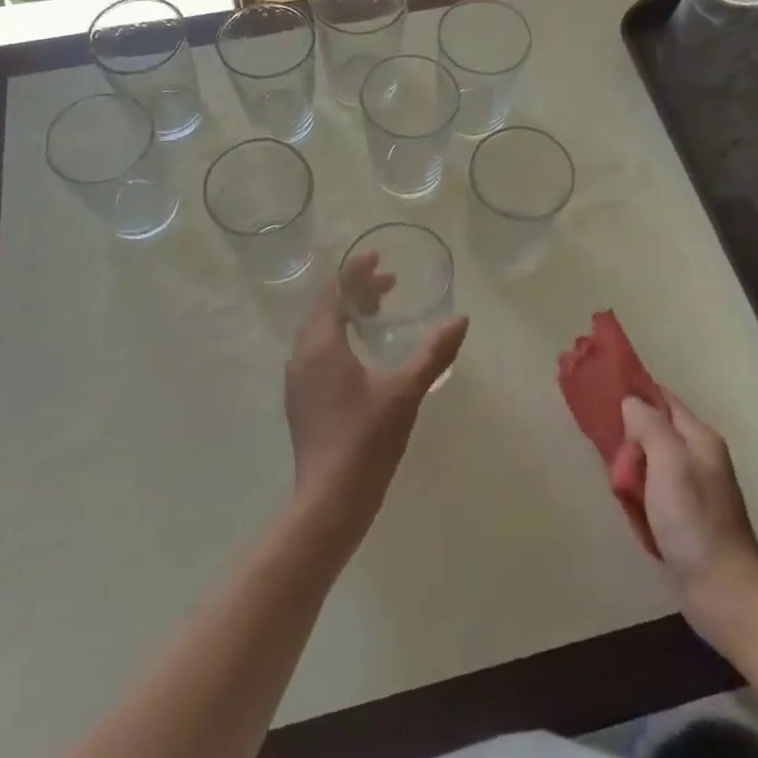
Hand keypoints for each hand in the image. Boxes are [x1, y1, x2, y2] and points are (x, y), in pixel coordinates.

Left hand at [285, 252, 467, 541]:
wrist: (330, 499)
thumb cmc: (367, 439)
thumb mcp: (406, 391)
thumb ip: (434, 352)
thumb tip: (461, 319)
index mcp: (321, 344)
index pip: (335, 291)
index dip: (356, 271)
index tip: (379, 258)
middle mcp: (302, 354)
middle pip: (326, 307)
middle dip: (355, 290)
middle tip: (389, 284)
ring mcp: (297, 378)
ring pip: (320, 330)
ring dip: (347, 313)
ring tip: (378, 312)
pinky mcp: (301, 398)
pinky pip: (317, 350)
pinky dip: (339, 336)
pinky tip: (361, 353)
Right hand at [622, 392, 757, 634]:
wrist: (724, 594)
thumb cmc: (694, 522)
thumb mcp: (669, 463)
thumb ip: (650, 426)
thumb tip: (631, 402)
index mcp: (700, 438)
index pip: (663, 398)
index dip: (634, 392)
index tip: (600, 391)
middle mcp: (699, 457)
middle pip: (655, 428)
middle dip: (628, 432)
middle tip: (601, 440)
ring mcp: (694, 488)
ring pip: (651, 460)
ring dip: (630, 464)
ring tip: (611, 474)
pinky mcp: (685, 515)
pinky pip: (653, 488)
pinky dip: (637, 490)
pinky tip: (626, 501)